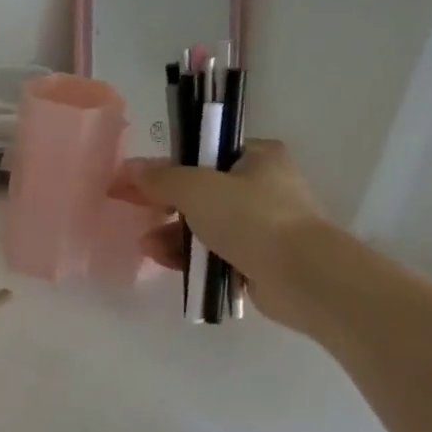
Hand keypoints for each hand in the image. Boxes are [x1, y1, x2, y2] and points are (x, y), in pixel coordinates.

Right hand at [114, 140, 328, 333]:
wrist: (301, 276)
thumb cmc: (252, 218)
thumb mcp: (197, 188)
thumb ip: (161, 178)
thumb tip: (130, 169)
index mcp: (258, 157)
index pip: (204, 154)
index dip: (166, 166)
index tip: (135, 182)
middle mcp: (263, 187)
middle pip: (200, 192)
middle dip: (165, 206)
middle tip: (134, 213)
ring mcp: (263, 225)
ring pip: (204, 225)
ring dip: (172, 234)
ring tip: (148, 247)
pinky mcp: (259, 259)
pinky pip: (214, 253)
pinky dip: (190, 257)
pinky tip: (166, 262)